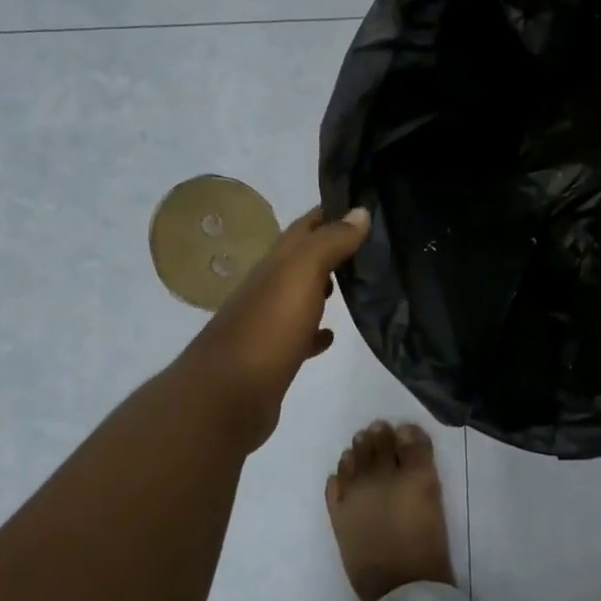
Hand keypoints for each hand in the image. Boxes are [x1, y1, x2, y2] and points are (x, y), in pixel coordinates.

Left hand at [179, 205, 370, 452]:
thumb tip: (360, 211)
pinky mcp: (274, 356)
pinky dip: (316, 330)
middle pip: (304, 259)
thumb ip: (330, 242)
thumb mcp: (301, 274)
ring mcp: (269, 323)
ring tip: (363, 284)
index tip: (366, 203)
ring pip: (302, 295)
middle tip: (374, 245)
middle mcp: (269, 287)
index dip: (332, 212)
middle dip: (334, 248)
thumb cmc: (268, 329)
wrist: (227, 397)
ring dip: (326, 287)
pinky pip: (300, 335)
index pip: (306, 226)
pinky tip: (332, 335)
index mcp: (276, 263)